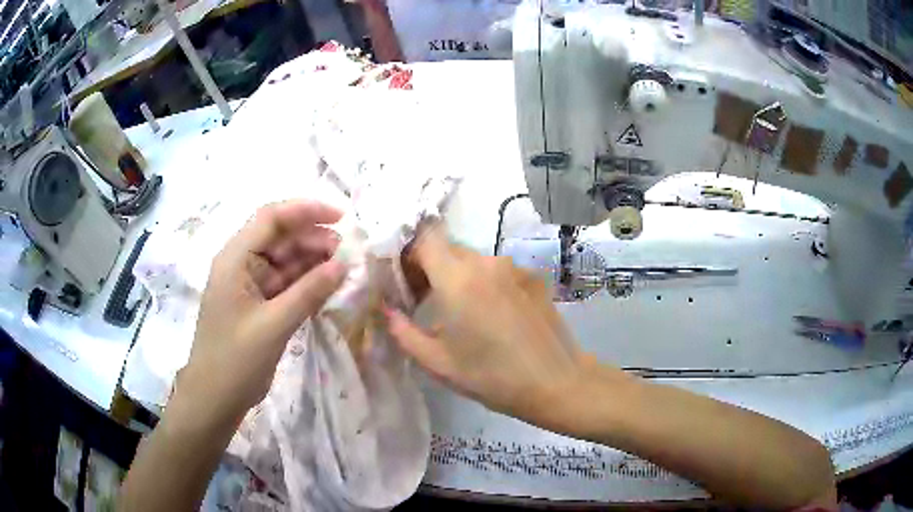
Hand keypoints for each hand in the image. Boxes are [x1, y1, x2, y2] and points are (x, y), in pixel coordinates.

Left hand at [180, 200, 346, 424]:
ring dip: (313, 262)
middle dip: (313, 239)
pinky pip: (286, 285)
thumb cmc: (235, 360)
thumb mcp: (273, 325)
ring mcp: (250, 286)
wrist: (215, 398)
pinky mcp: (259, 306)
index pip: (271, 218)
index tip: (341, 218)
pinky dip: (306, 284)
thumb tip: (343, 264)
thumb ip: (309, 292)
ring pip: (286, 262)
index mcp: (235, 259)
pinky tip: (328, 287)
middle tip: (347, 253)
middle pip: (280, 238)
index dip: (306, 211)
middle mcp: (241, 264)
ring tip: (343, 269)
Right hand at [385, 227, 595, 423]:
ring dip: (459, 275)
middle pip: (448, 247)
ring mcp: (514, 267)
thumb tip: (387, 310)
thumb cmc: (492, 377)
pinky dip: (486, 283)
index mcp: (458, 279)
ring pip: (474, 259)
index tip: (405, 280)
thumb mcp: (438, 363)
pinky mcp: (533, 277)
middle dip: (431, 266)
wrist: (557, 382)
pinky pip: (498, 271)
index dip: (409, 253)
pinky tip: (495, 316)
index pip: (424, 238)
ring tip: (462, 312)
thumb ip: (403, 332)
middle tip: (425, 299)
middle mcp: (486, 262)